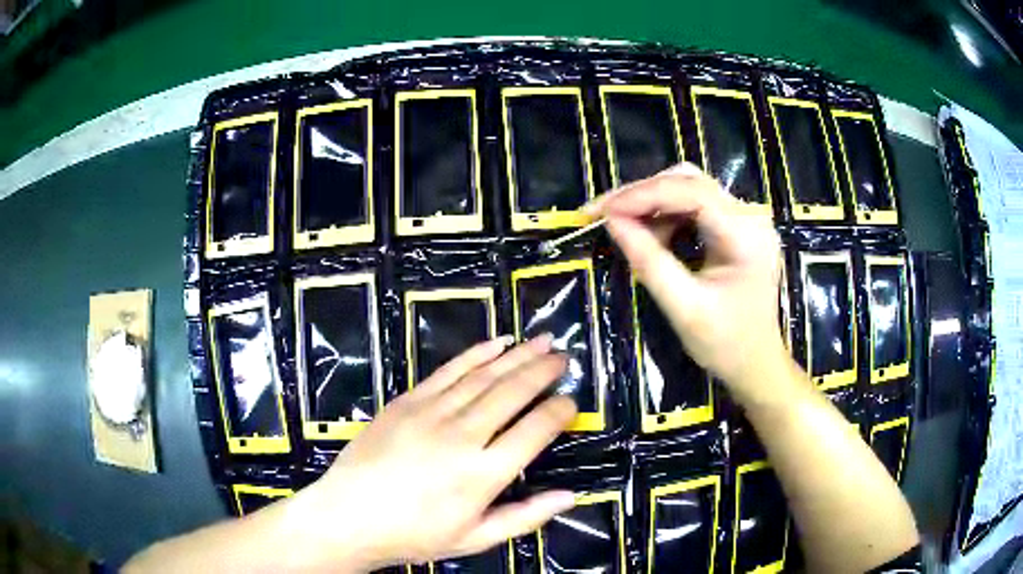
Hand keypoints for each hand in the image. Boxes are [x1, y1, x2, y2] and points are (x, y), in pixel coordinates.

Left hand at [281, 335, 577, 570]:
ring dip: (518, 355)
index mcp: (483, 474)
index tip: (571, 402)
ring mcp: (432, 412)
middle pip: (513, 392)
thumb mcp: (474, 538)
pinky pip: (449, 371)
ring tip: (542, 340)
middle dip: (543, 370)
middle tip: (563, 356)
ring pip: (485, 375)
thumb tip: (570, 496)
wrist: (350, 515)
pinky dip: (476, 354)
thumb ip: (525, 517)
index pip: (535, 431)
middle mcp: (462, 435)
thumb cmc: (414, 534)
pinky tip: (496, 343)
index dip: (559, 412)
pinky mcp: (408, 401)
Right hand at [585, 163, 789, 405]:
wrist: (756, 364)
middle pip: (690, 182)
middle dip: (643, 194)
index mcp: (746, 235)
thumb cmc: (725, 344)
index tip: (601, 210)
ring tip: (624, 228)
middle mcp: (750, 216)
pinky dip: (667, 215)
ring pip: (690, 188)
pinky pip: (695, 206)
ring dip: (652, 203)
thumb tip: (611, 222)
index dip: (642, 195)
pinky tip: (649, 233)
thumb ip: (649, 262)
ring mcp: (745, 219)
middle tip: (603, 213)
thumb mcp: (684, 308)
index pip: (691, 192)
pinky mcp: (737, 227)